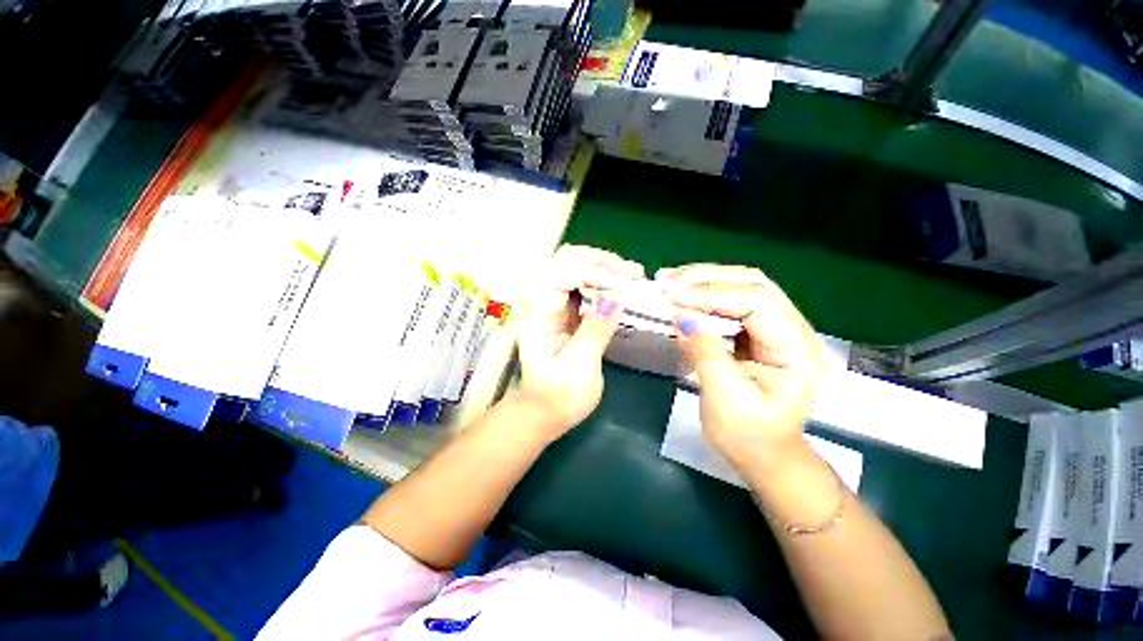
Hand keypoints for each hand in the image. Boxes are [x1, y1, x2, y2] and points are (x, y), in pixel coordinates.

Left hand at [516, 245, 643, 438]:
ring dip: (606, 267)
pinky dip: (606, 281)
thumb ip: (595, 330)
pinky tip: (625, 286)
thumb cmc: (556, 395)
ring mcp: (554, 303)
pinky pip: (586, 284)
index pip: (561, 273)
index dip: (594, 273)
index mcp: (536, 312)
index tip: (623, 288)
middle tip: (634, 274)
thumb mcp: (578, 368)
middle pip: (567, 259)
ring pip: (577, 266)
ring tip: (635, 276)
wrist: (544, 410)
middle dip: (602, 261)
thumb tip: (618, 297)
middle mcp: (542, 300)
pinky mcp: (568, 310)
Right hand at [659, 264, 824, 471]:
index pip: (756, 302)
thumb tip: (681, 316)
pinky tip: (685, 293)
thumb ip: (705, 352)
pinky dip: (706, 294)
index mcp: (796, 349)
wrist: (763, 456)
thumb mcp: (725, 398)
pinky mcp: (757, 333)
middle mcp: (793, 330)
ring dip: (706, 280)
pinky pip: (732, 302)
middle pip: (754, 284)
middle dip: (708, 278)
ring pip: (743, 287)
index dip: (712, 294)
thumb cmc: (748, 436)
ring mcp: (776, 329)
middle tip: (668, 279)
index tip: (673, 295)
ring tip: (672, 280)